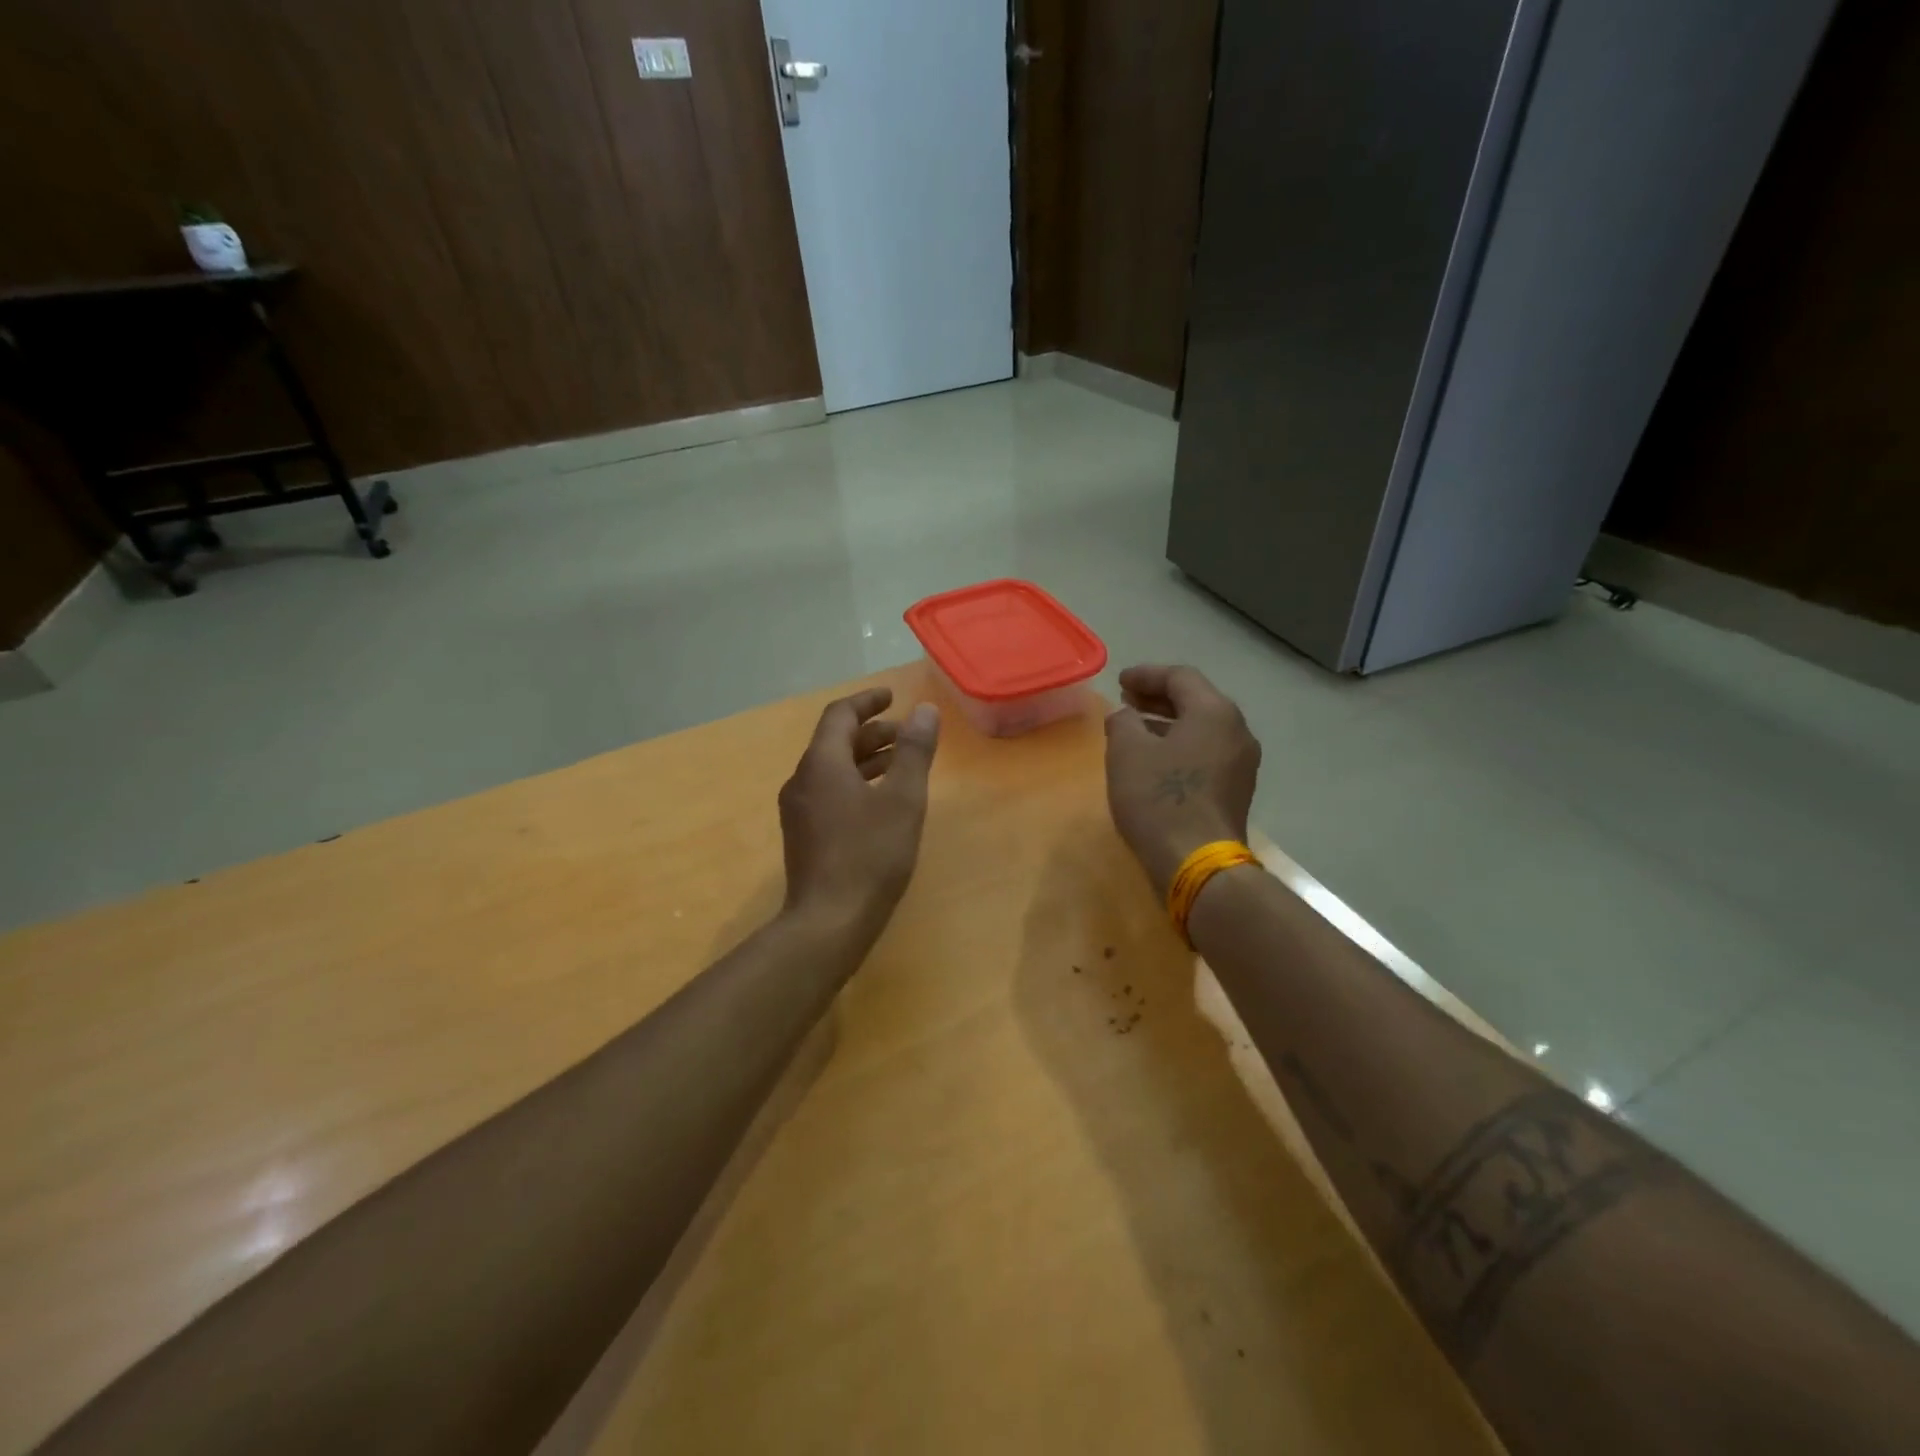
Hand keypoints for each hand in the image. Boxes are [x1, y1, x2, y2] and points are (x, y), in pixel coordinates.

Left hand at [778, 686, 940, 940]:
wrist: (828, 922)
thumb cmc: (869, 855)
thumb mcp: (903, 800)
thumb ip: (914, 752)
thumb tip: (924, 710)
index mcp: (821, 764)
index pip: (839, 715)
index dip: (867, 701)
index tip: (892, 697)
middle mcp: (802, 780)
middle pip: (834, 742)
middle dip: (870, 732)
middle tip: (905, 734)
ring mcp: (798, 810)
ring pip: (832, 769)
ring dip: (864, 758)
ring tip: (899, 763)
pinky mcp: (803, 835)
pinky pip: (828, 792)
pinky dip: (855, 783)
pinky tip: (879, 802)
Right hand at [1104, 665, 1261, 896]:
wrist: (1197, 861)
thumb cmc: (1160, 798)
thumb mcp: (1127, 751)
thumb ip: (1122, 722)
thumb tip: (1125, 715)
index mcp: (1214, 712)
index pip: (1180, 677)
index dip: (1146, 675)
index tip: (1119, 681)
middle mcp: (1236, 731)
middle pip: (1196, 701)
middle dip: (1158, 698)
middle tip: (1126, 701)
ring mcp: (1241, 763)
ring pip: (1202, 729)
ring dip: (1168, 723)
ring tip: (1135, 729)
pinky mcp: (1236, 790)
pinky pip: (1206, 753)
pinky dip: (1180, 746)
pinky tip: (1156, 760)